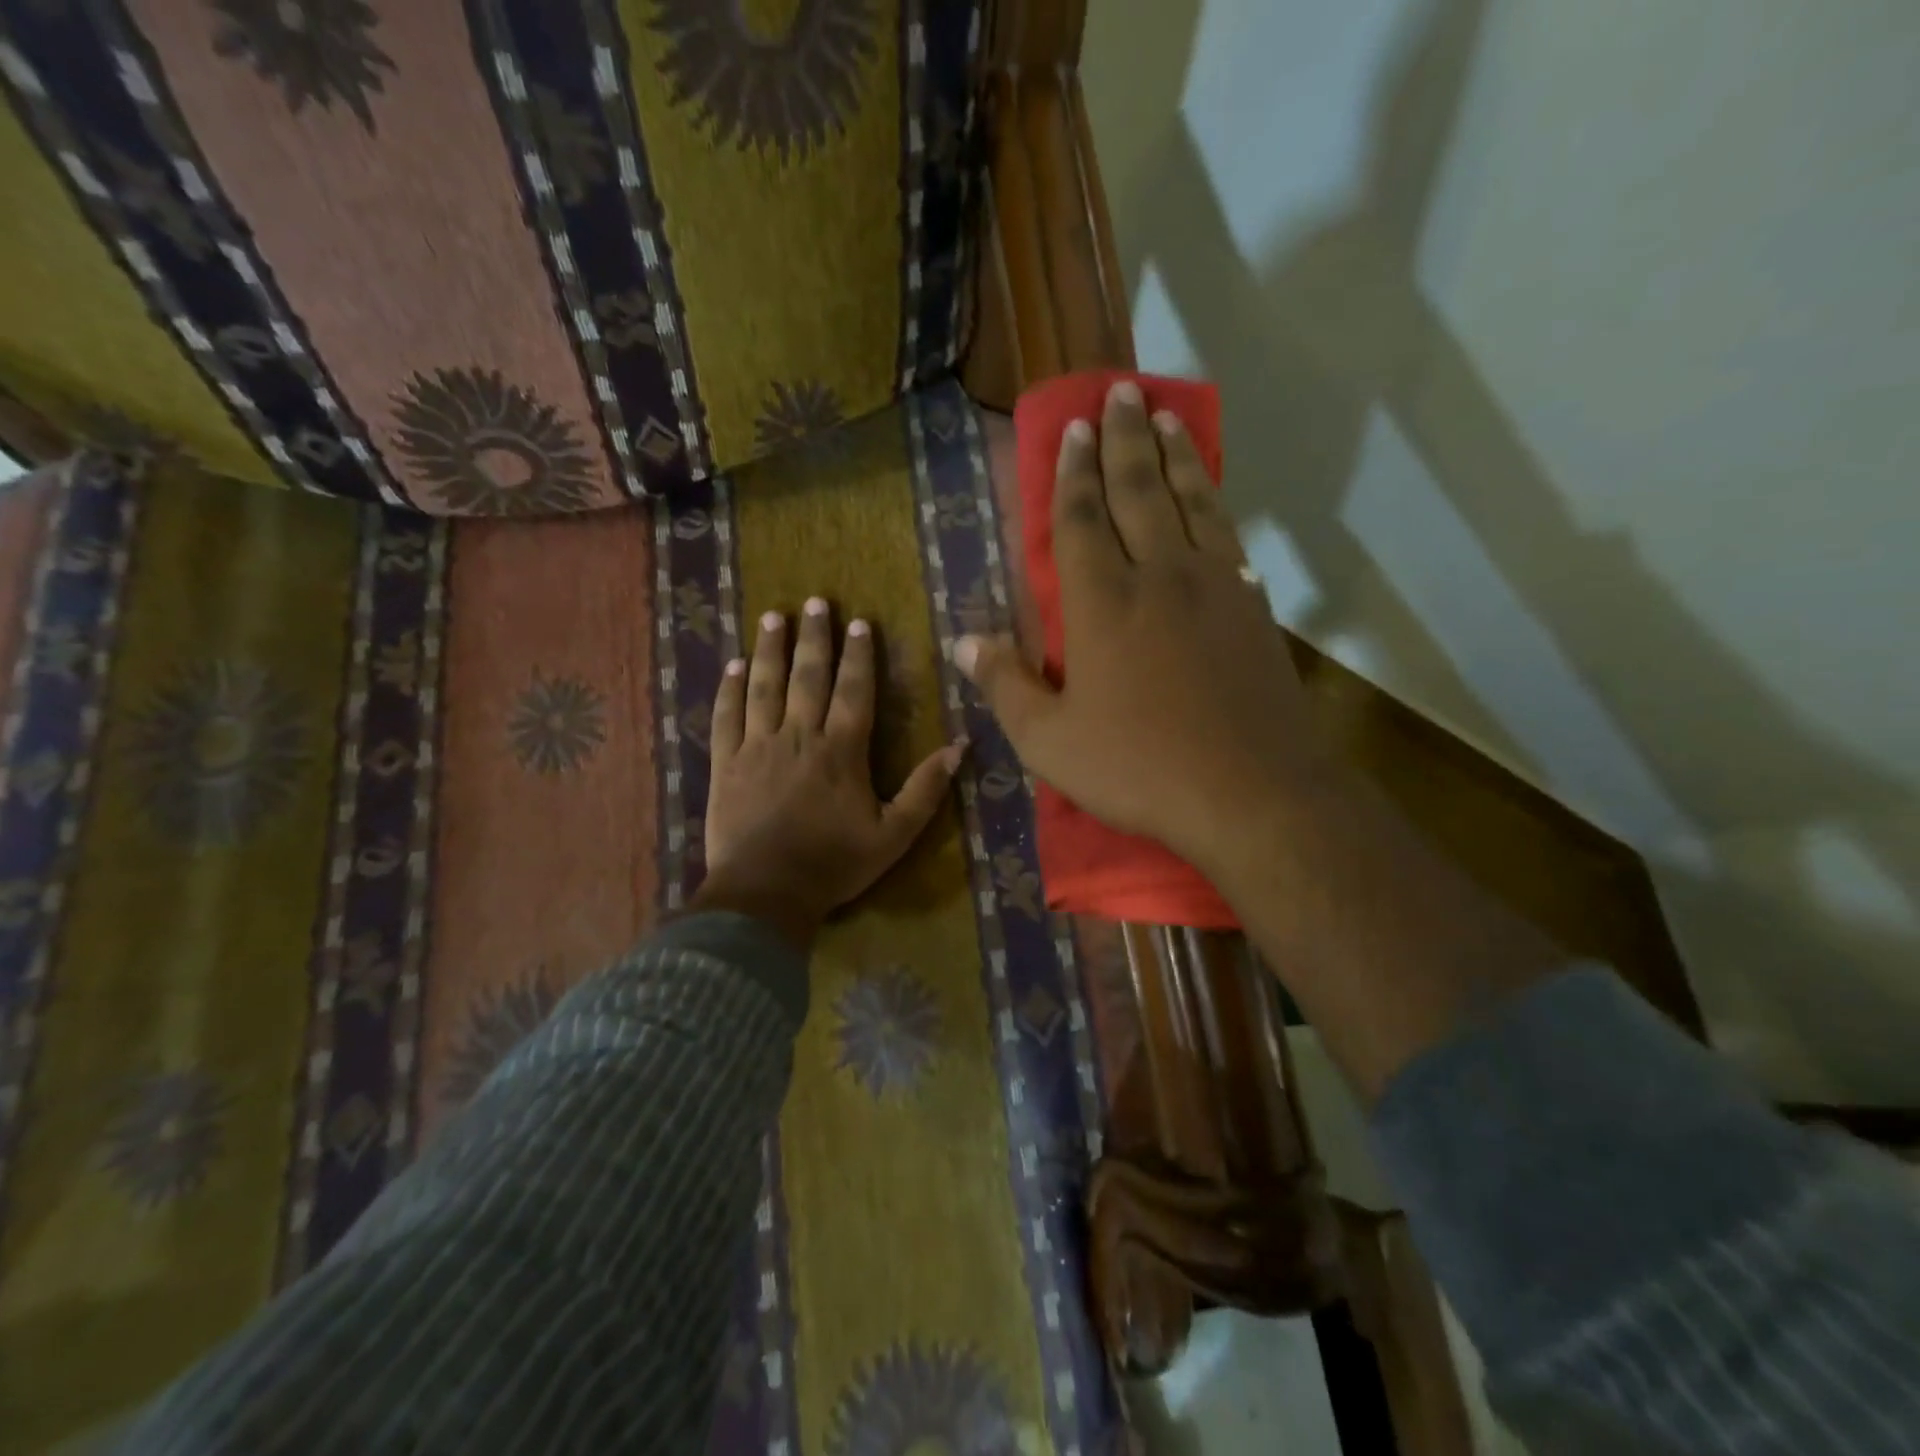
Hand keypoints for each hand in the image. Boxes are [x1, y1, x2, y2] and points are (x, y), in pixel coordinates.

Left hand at [697, 598, 963, 947]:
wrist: (765, 893)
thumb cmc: (834, 864)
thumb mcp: (894, 835)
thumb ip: (925, 790)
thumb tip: (960, 746)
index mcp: (842, 750)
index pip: (853, 690)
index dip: (858, 655)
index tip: (859, 623)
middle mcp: (799, 736)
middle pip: (808, 677)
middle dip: (814, 637)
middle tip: (815, 602)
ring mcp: (758, 747)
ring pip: (764, 687)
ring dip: (770, 650)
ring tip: (773, 617)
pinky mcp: (726, 764)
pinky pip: (726, 717)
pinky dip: (730, 690)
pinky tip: (734, 666)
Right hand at [955, 380, 1331, 875]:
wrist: (1251, 793)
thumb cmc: (1138, 768)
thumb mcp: (1050, 741)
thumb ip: (1006, 686)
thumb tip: (963, 641)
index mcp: (1102, 603)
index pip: (1082, 519)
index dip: (1073, 472)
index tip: (1073, 428)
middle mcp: (1159, 576)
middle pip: (1138, 491)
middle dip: (1123, 438)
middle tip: (1118, 391)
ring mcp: (1214, 586)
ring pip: (1191, 501)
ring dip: (1174, 455)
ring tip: (1164, 415)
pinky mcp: (1253, 608)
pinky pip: (1228, 536)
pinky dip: (1214, 503)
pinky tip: (1210, 494)